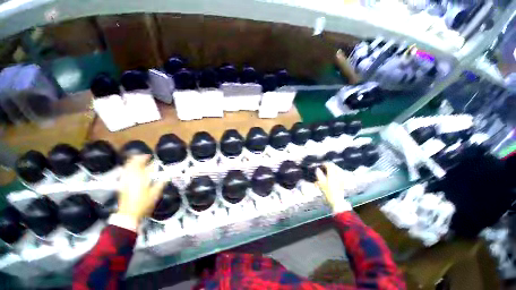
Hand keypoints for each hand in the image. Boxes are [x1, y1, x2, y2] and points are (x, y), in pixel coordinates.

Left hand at [117, 155, 164, 226]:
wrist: (128, 214)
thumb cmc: (144, 203)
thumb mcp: (155, 193)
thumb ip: (162, 183)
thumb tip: (168, 175)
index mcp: (140, 177)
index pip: (143, 164)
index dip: (146, 159)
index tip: (151, 156)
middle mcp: (131, 176)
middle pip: (132, 163)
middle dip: (138, 158)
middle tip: (145, 157)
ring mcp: (125, 180)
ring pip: (127, 166)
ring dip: (133, 162)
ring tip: (139, 161)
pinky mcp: (122, 184)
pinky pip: (124, 172)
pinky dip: (129, 167)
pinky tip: (132, 169)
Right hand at [315, 162, 351, 213]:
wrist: (336, 200)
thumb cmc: (327, 192)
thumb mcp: (321, 183)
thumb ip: (319, 175)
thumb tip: (317, 169)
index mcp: (332, 174)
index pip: (329, 165)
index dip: (325, 163)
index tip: (321, 164)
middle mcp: (338, 175)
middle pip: (334, 166)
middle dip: (330, 165)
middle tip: (325, 165)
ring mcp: (341, 178)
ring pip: (338, 169)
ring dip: (334, 168)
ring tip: (330, 168)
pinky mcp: (343, 182)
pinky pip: (342, 174)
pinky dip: (338, 172)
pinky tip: (336, 173)